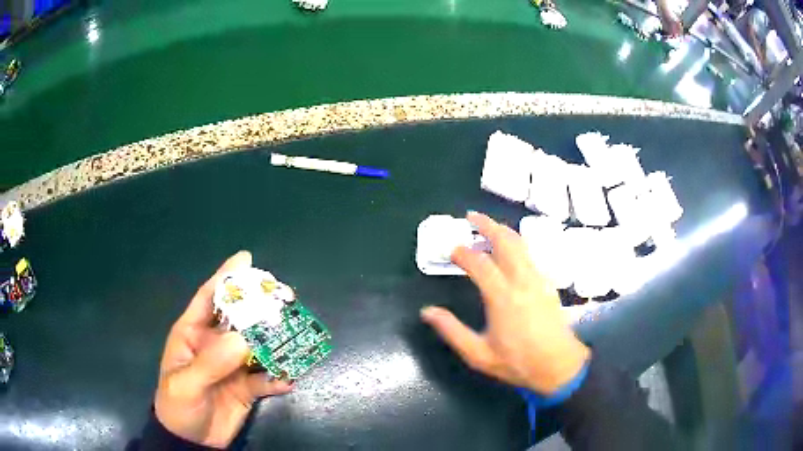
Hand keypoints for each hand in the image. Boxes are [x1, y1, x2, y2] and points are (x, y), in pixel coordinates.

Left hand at [154, 251, 293, 447]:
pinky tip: (288, 379)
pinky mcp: (247, 388)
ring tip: (296, 337)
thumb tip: (242, 340)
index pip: (208, 298)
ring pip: (257, 346)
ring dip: (276, 341)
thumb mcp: (185, 384)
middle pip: (239, 319)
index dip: (225, 277)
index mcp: (193, 334)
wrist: (191, 442)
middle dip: (260, 306)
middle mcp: (215, 345)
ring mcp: (232, 366)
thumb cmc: (177, 407)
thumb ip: (210, 363)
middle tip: (285, 297)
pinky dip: (278, 378)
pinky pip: (266, 379)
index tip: (246, 259)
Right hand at [420, 212, 589, 394]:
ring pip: (521, 244)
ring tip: (488, 226)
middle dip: (487, 225)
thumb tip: (427, 312)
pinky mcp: (548, 283)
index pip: (480, 263)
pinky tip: (509, 249)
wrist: (559, 366)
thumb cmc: (517, 362)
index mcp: (502, 297)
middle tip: (470, 217)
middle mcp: (522, 281)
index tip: (451, 250)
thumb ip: (452, 331)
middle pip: (505, 241)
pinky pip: (530, 254)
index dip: (463, 253)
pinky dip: (516, 243)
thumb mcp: (478, 354)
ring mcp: (538, 279)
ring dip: (503, 230)